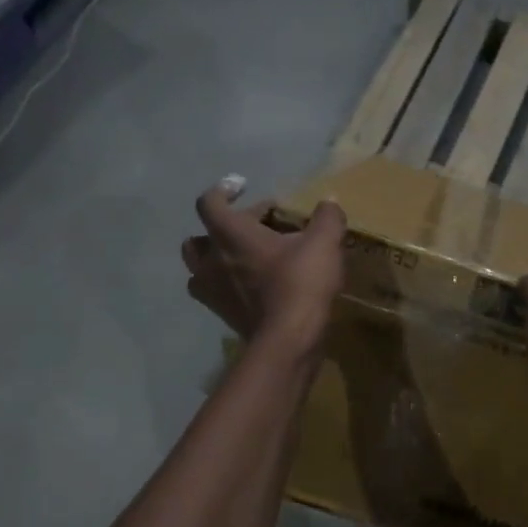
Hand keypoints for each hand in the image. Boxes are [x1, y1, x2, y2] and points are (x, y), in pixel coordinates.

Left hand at [181, 183, 346, 351]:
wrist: (288, 341)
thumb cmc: (299, 284)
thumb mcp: (324, 243)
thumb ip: (327, 218)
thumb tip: (328, 204)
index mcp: (230, 234)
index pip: (210, 202)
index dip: (224, 189)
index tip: (243, 186)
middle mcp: (212, 260)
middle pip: (199, 237)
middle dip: (223, 228)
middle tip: (255, 227)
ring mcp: (213, 291)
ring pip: (200, 268)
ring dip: (218, 259)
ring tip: (247, 258)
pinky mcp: (223, 315)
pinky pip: (216, 293)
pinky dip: (228, 285)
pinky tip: (254, 286)